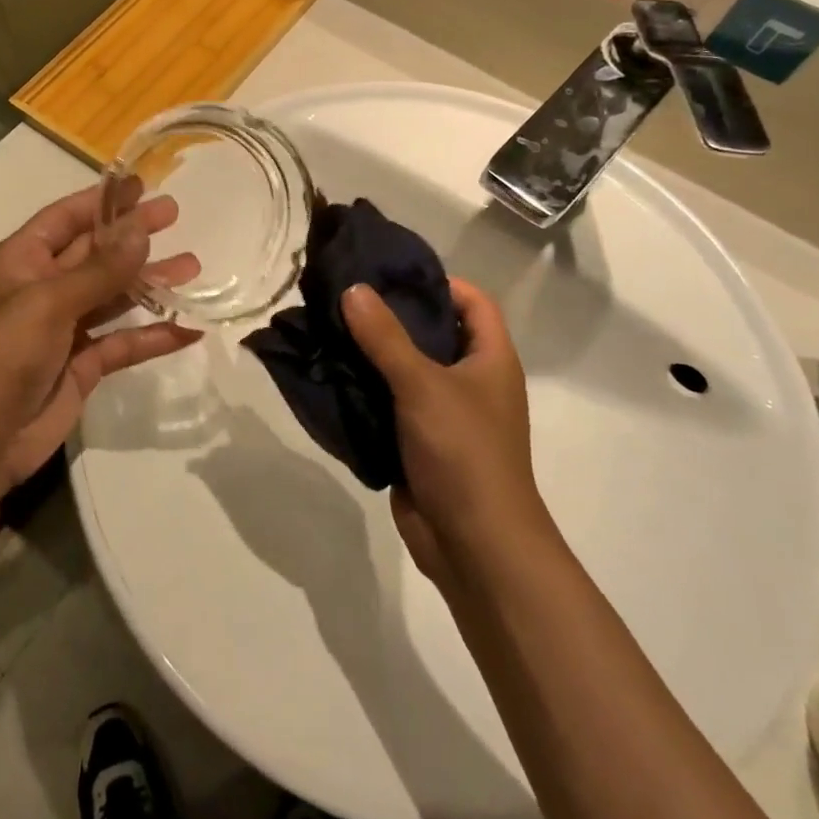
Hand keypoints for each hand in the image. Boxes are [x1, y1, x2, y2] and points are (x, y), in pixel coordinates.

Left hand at [0, 187, 201, 489]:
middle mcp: (43, 289)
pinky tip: (188, 329)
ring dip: (150, 283)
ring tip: (193, 267)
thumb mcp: (49, 302)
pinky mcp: (82, 367)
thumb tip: (141, 229)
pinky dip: (153, 336)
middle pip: (95, 254)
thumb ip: (100, 269)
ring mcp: (63, 330)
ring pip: (114, 297)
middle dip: (133, 237)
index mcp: (22, 262)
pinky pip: (123, 343)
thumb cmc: (3, 353)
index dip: (102, 201)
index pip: (66, 219)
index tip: (141, 185)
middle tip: (175, 216)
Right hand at [341, 279, 543, 584]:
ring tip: (328, 328)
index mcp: (490, 359)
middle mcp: (471, 381)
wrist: (475, 546)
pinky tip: (330, 374)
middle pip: (433, 332)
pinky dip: (365, 390)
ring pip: (405, 370)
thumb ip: (385, 336)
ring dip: (372, 353)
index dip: (439, 282)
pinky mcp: (419, 442)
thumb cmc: (464, 452)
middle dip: (392, 315)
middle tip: (345, 295)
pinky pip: (389, 404)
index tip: (391, 273)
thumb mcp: (423, 384)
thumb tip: (354, 289)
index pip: (473, 301)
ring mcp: (444, 414)